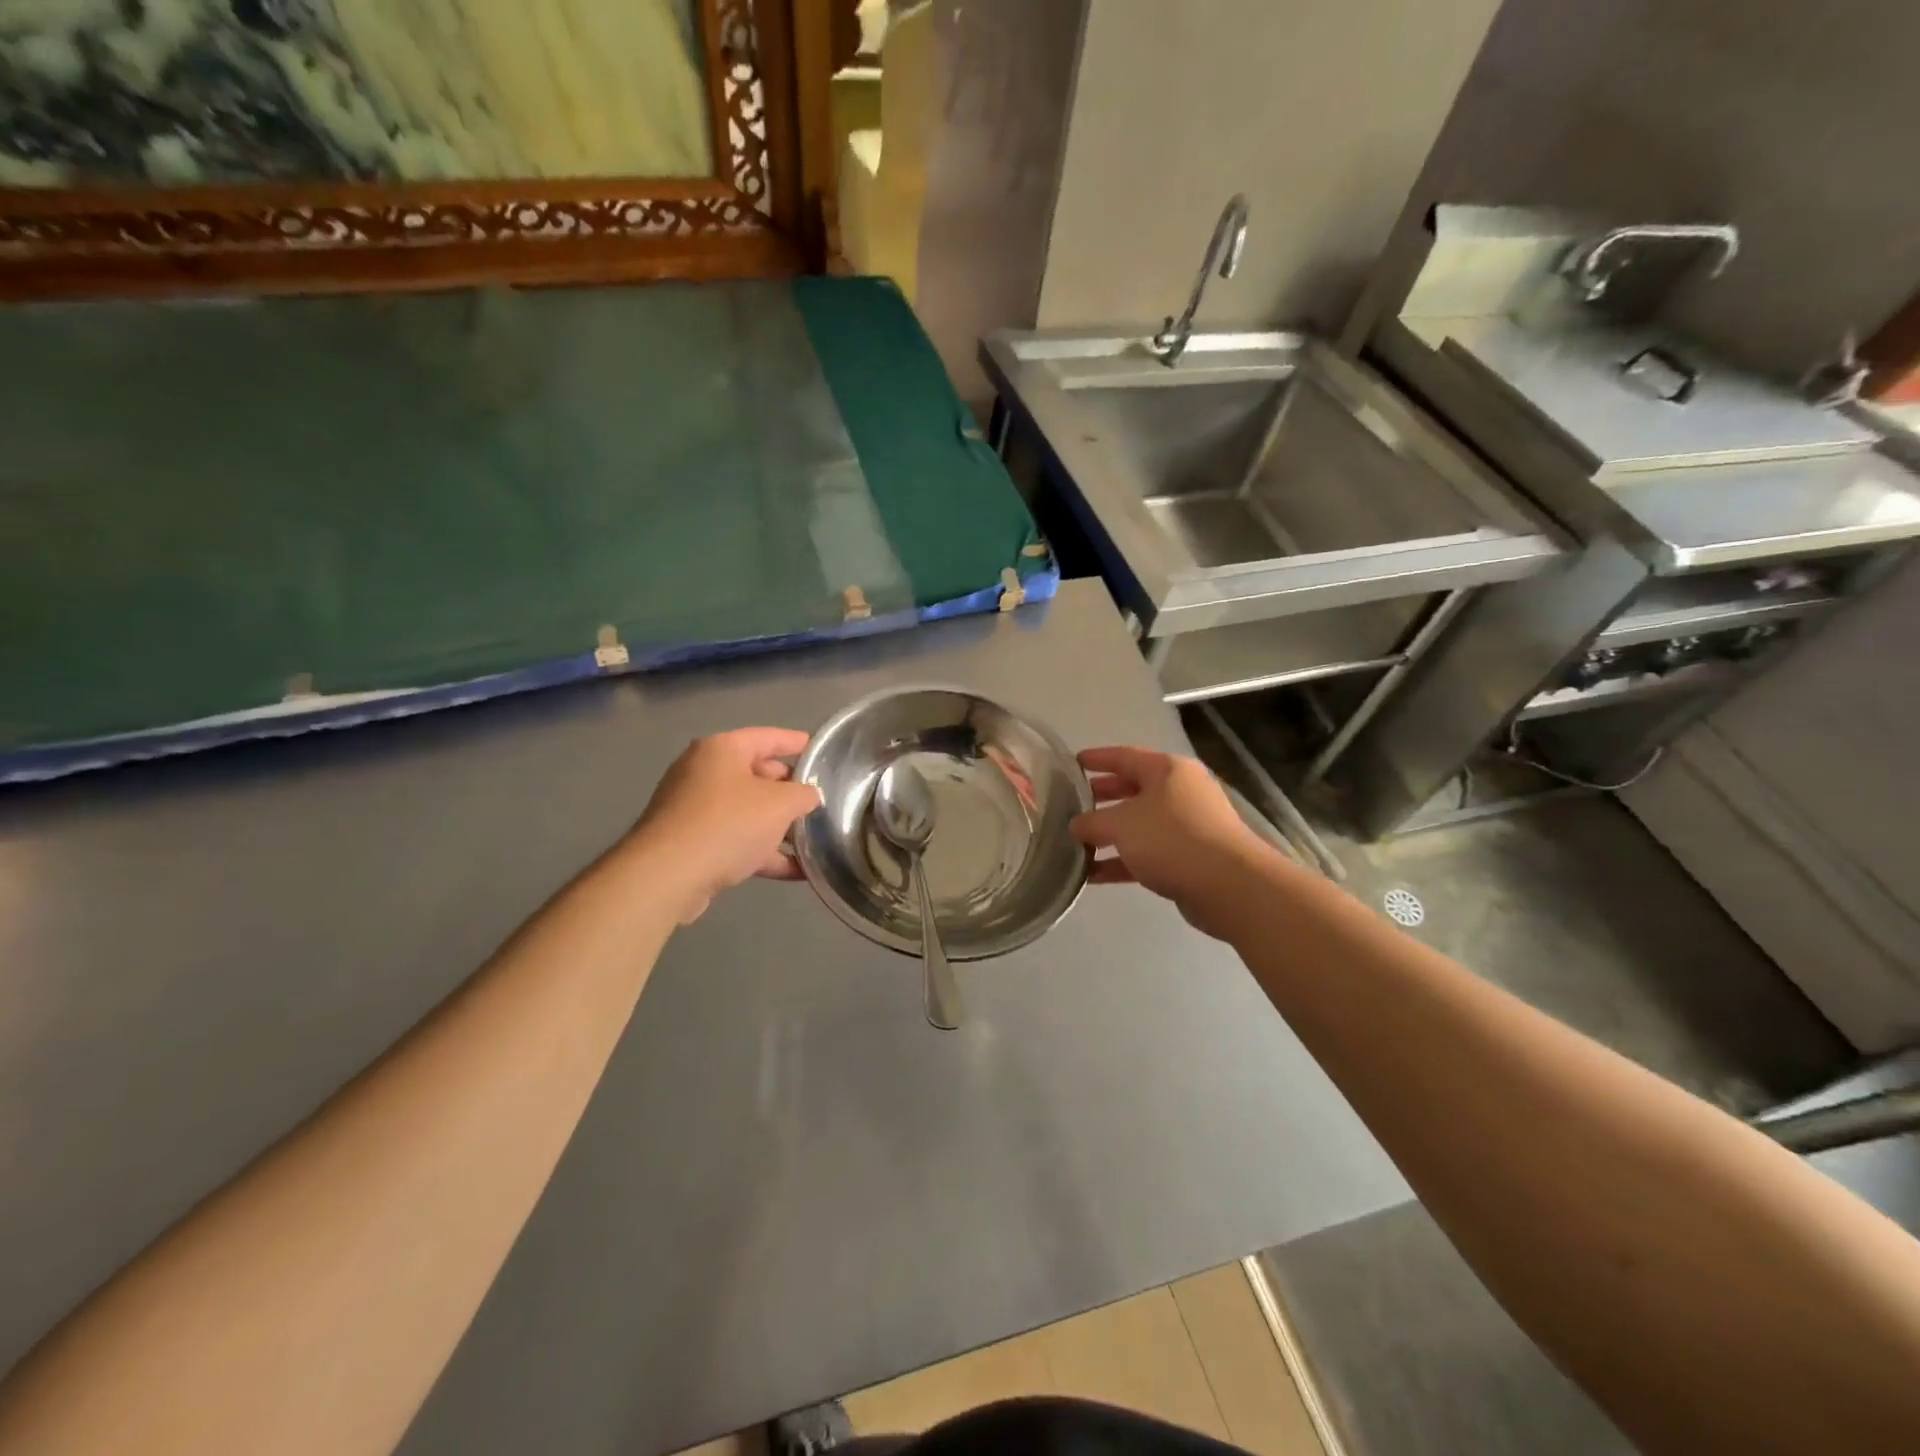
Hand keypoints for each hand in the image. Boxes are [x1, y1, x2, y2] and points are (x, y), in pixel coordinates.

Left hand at [631, 728, 822, 922]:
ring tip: (814, 839)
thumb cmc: (727, 824)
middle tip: (820, 801)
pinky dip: (763, 852)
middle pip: (758, 775)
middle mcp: (704, 772)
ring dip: (779, 826)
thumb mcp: (779, 805)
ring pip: (748, 811)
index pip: (768, 737)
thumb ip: (803, 795)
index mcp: (722, 750)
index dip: (797, 743)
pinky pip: (736, 840)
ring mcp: (694, 809)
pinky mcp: (691, 843)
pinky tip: (796, 871)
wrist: (667, 876)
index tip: (821, 751)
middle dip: (789, 790)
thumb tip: (809, 796)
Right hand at [1071, 746, 1274, 940]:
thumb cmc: (1172, 839)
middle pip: (1133, 789)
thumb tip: (1076, 826)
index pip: (1124, 756)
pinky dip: (1121, 861)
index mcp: (1167, 770)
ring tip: (1075, 843)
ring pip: (1139, 825)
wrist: (1229, 886)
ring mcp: (1187, 826)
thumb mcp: (1122, 824)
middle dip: (1102, 798)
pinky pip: (1147, 854)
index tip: (1073, 762)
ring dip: (1108, 835)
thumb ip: (1092, 822)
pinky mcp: (1188, 858)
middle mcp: (1180, 792)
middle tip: (1072, 803)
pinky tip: (1092, 876)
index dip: (1097, 758)